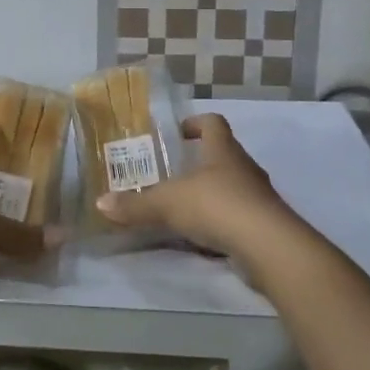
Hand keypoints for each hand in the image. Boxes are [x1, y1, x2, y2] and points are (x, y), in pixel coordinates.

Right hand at [94, 113, 296, 259]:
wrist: (268, 246)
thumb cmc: (217, 206)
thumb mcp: (167, 204)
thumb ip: (135, 205)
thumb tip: (100, 203)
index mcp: (223, 149)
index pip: (213, 122)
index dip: (196, 123)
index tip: (178, 133)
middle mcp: (244, 166)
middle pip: (223, 154)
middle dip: (200, 161)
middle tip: (172, 173)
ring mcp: (258, 196)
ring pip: (232, 186)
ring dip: (211, 193)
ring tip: (183, 206)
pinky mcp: (265, 224)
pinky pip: (239, 215)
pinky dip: (222, 221)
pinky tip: (203, 236)